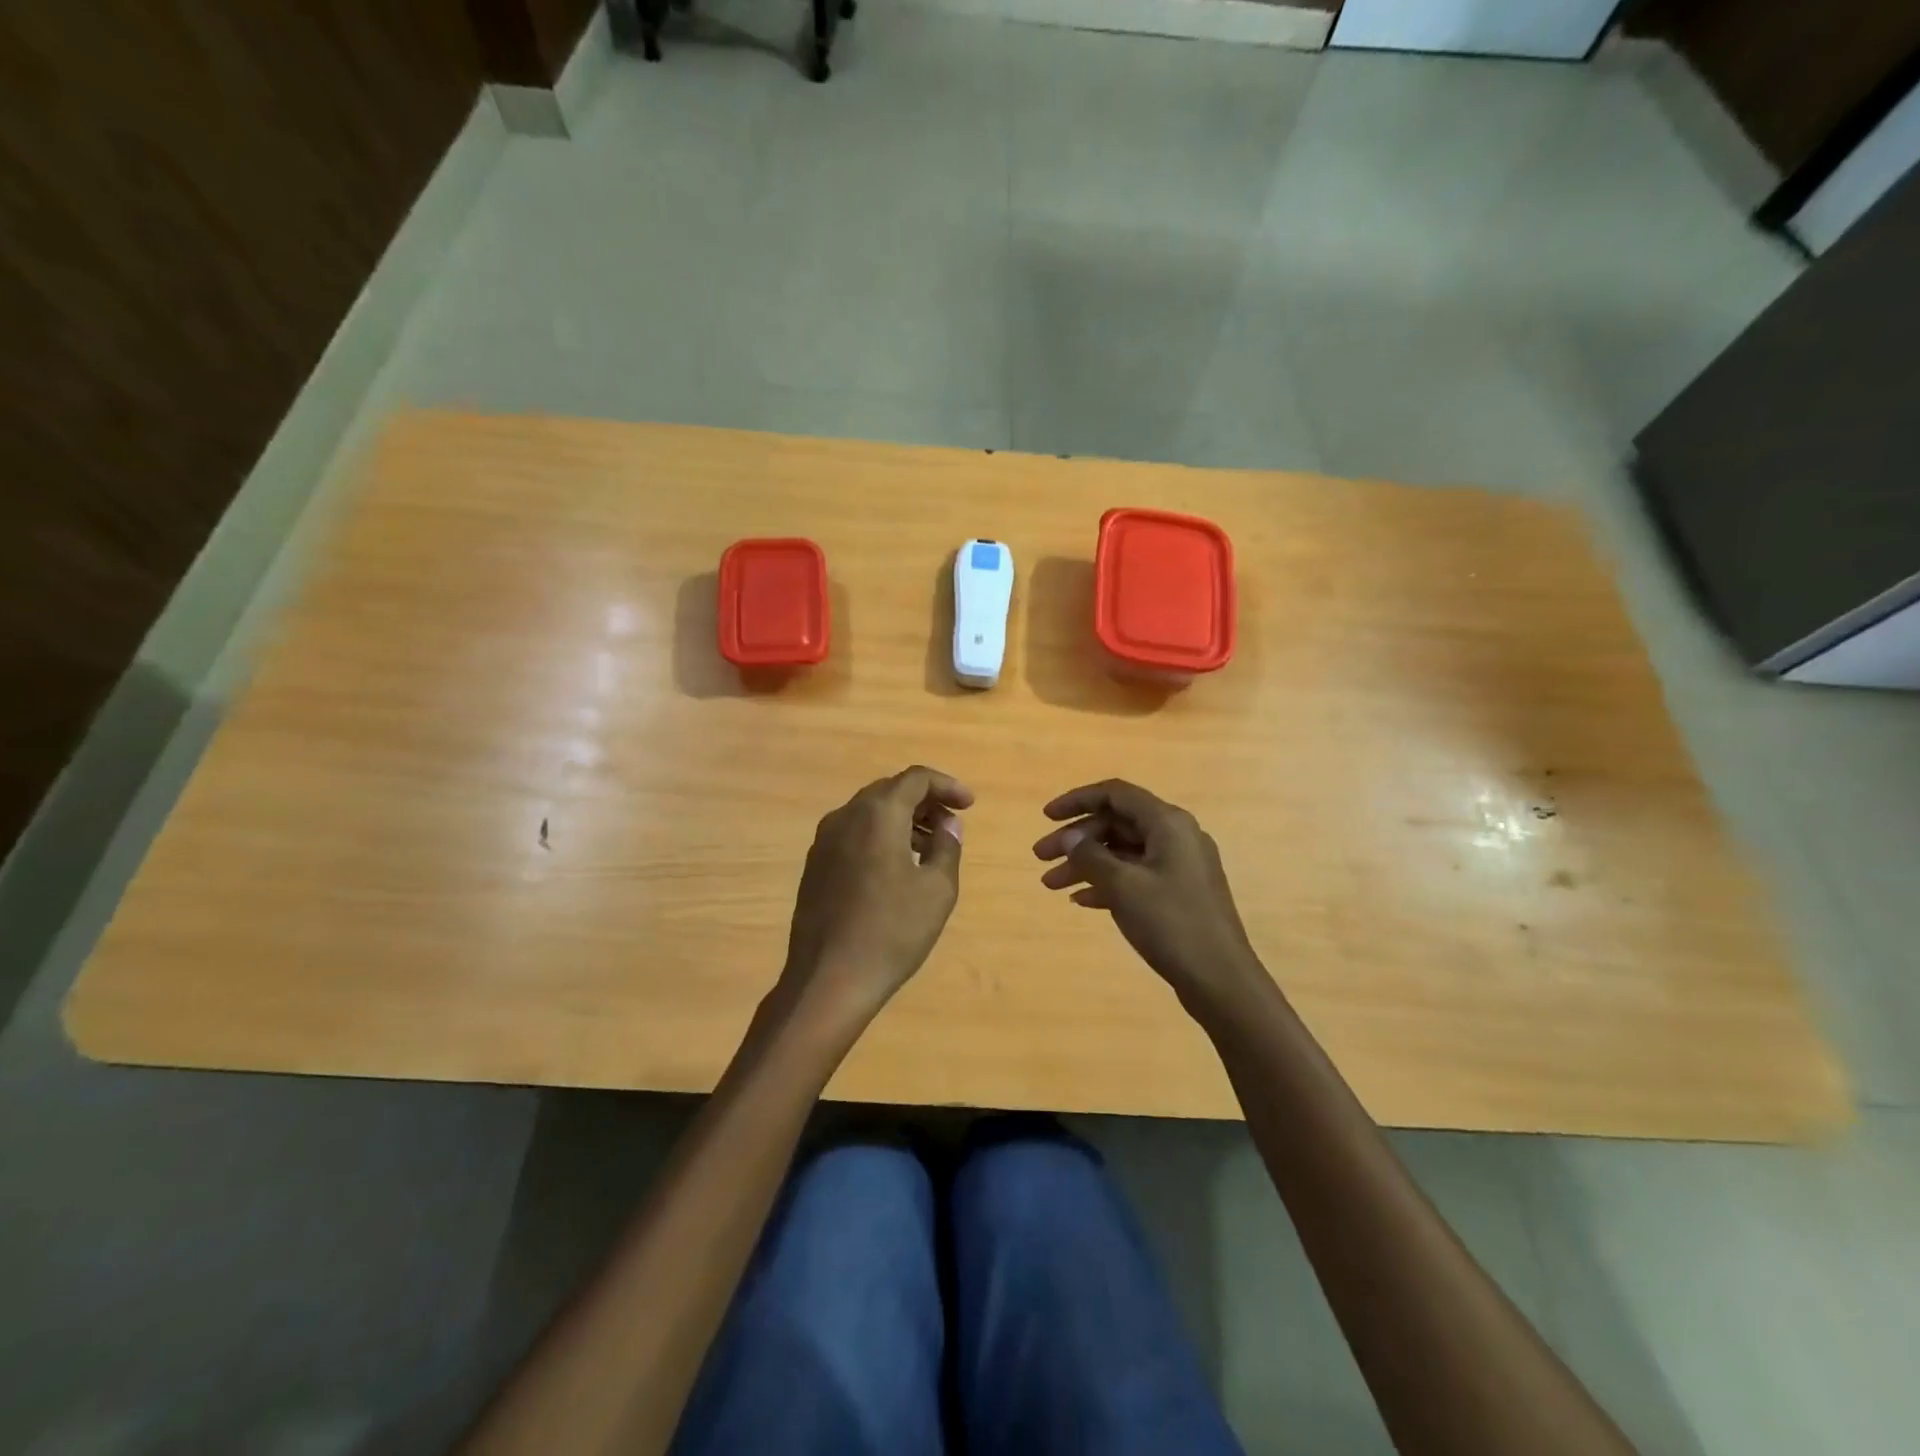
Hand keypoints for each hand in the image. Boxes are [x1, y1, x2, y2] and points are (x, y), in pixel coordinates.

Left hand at [778, 766, 971, 1025]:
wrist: (828, 979)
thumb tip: (948, 824)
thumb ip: (947, 847)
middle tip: (950, 824)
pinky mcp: (815, 866)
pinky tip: (896, 868)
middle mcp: (846, 817)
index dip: (947, 786)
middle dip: (924, 802)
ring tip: (929, 849)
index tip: (969, 806)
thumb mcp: (937, 890)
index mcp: (877, 814)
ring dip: (902, 820)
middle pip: (890, 791)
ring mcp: (824, 842)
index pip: (915, 779)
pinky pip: (853, 834)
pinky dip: (879, 837)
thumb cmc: (892, 931)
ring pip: (869, 813)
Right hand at [1033, 780, 1269, 1010]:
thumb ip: (1090, 856)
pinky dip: (1107, 882)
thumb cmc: (1171, 924)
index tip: (1046, 817)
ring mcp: (1179, 866)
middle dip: (1076, 838)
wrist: (1221, 980)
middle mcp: (1176, 836)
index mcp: (1168, 823)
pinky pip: (1135, 875)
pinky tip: (1081, 900)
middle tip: (1040, 858)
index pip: (1115, 794)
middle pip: (1117, 823)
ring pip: (1123, 852)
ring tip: (1051, 885)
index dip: (1077, 800)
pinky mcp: (1179, 893)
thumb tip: (1069, 838)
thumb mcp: (1123, 886)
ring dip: (1086, 864)